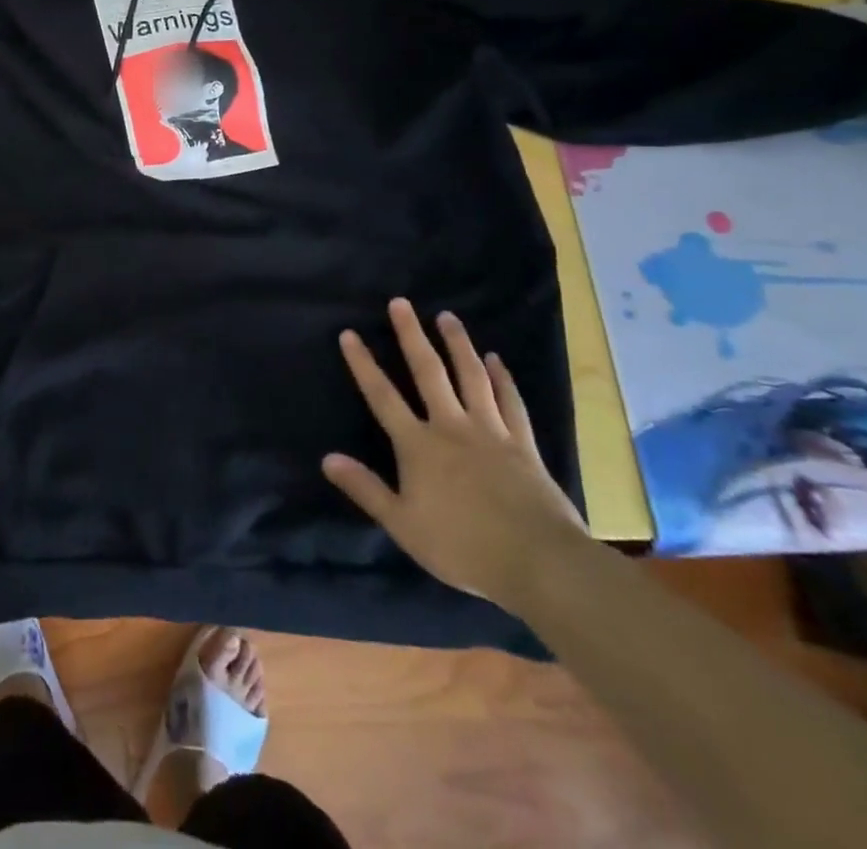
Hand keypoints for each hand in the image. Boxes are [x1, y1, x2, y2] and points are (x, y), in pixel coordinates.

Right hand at [323, 298, 589, 614]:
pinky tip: (496, 360)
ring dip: (457, 344)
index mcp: (418, 445)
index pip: (382, 396)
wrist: (539, 563)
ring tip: (447, 317)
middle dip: (411, 336)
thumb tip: (327, 458)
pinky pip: (510, 403)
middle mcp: (451, 427)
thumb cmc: (463, 546)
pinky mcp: (523, 445)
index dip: (363, 364)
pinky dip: (502, 379)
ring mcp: (490, 432)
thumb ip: (366, 489)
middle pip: (428, 373)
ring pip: (471, 377)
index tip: (350, 334)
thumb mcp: (403, 525)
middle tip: (401, 303)